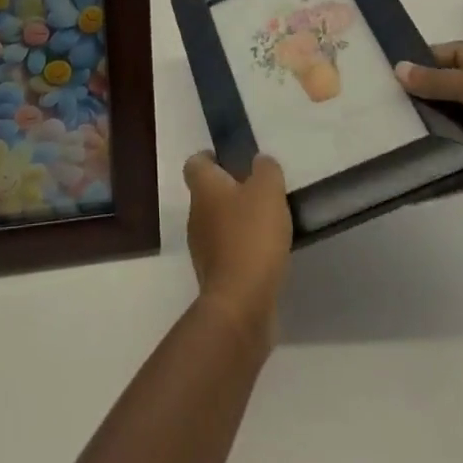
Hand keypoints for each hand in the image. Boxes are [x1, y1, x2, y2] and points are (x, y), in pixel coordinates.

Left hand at [182, 152, 291, 345]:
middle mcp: (195, 214)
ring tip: (266, 225)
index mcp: (204, 188)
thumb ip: (266, 169)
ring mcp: (201, 248)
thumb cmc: (251, 236)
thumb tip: (260, 163)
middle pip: (207, 194)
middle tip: (258, 193)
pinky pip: (226, 253)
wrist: (241, 304)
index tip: (230, 161)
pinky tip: (264, 255)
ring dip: (236, 222)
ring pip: (216, 224)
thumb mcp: (268, 191)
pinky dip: (241, 250)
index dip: (210, 158)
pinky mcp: (214, 277)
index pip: (194, 163)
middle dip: (229, 191)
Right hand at [397, 42, 462, 236]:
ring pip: (450, 118)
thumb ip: (437, 80)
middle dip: (423, 89)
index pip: (457, 52)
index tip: (398, 66)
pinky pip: (454, 149)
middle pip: (451, 85)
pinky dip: (437, 148)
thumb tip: (400, 68)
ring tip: (392, 120)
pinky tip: (411, 147)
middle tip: (387, 94)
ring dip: (428, 120)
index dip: (430, 55)